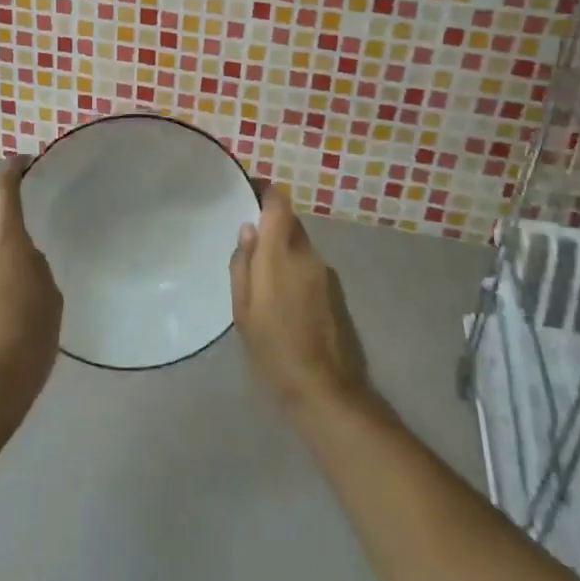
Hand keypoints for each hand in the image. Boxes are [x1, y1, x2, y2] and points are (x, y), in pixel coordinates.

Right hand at [230, 186, 370, 417]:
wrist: (324, 389)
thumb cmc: (273, 349)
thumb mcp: (243, 311)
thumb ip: (243, 265)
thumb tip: (248, 230)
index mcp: (281, 254)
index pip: (279, 204)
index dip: (266, 192)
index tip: (249, 191)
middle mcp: (307, 254)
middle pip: (290, 223)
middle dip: (271, 225)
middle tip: (248, 243)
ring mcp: (326, 273)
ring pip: (300, 246)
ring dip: (283, 250)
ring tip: (262, 276)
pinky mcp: (336, 291)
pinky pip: (310, 266)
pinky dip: (295, 269)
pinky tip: (284, 297)